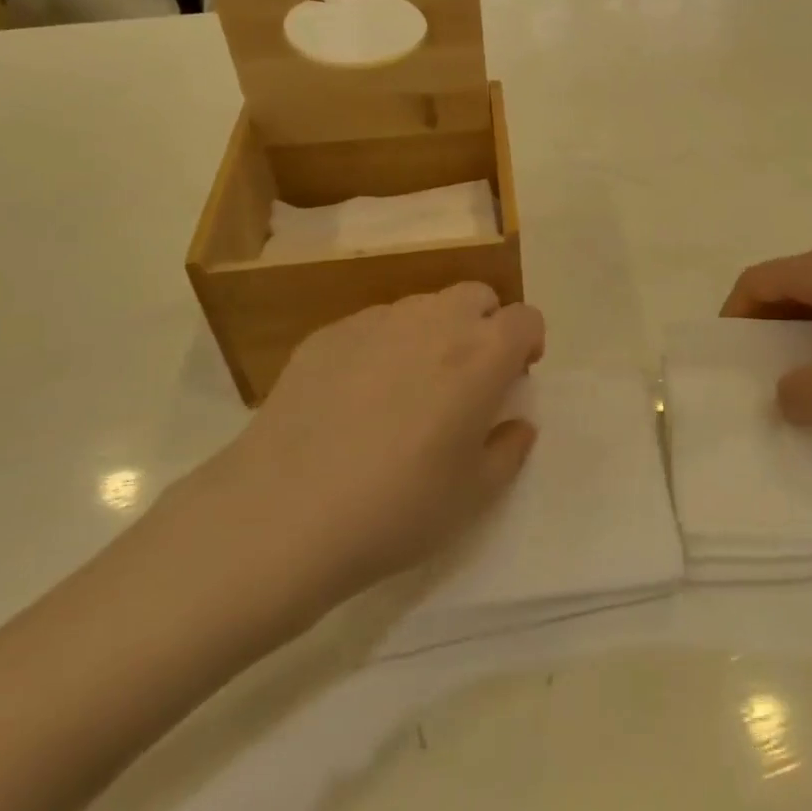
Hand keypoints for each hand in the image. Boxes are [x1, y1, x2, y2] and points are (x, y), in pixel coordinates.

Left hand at [160, 284, 545, 633]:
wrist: (283, 514)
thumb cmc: (397, 508)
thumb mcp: (474, 495)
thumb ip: (508, 450)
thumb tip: (516, 424)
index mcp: (481, 355)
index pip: (525, 318)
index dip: (528, 344)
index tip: (514, 379)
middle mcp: (434, 321)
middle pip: (477, 296)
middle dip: (484, 325)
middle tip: (467, 378)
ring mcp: (376, 321)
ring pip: (423, 306)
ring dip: (434, 333)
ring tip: (408, 389)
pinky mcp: (327, 334)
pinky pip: (372, 326)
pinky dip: (383, 346)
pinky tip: (356, 398)